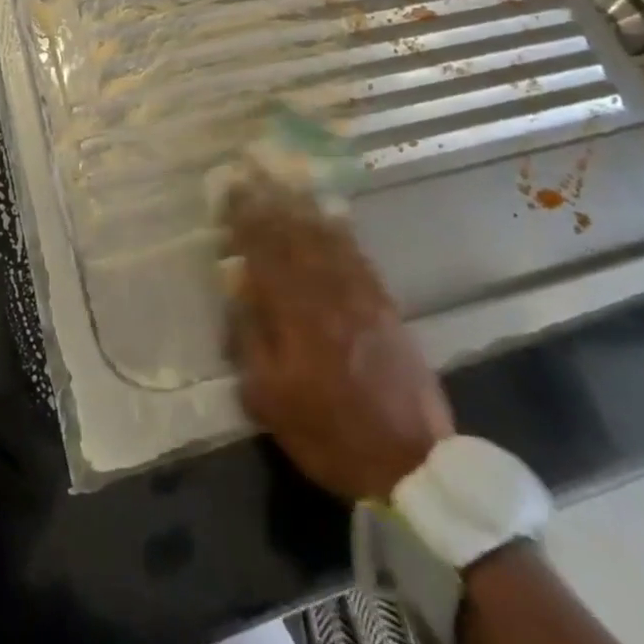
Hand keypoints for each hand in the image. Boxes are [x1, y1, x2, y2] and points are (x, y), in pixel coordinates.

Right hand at [226, 182, 454, 502]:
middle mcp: (329, 294)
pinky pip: (357, 255)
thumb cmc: (330, 435)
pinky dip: (338, 231)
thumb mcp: (270, 402)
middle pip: (296, 237)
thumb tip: (239, 292)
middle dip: (272, 206)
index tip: (232, 196)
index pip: (265, 254)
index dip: (247, 221)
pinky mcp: (386, 305)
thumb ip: (250, 342)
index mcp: (297, 316)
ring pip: (327, 239)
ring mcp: (362, 296)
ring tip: (285, 187)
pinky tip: (329, 219)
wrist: (411, 463)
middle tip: (254, 180)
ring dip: (303, 210)